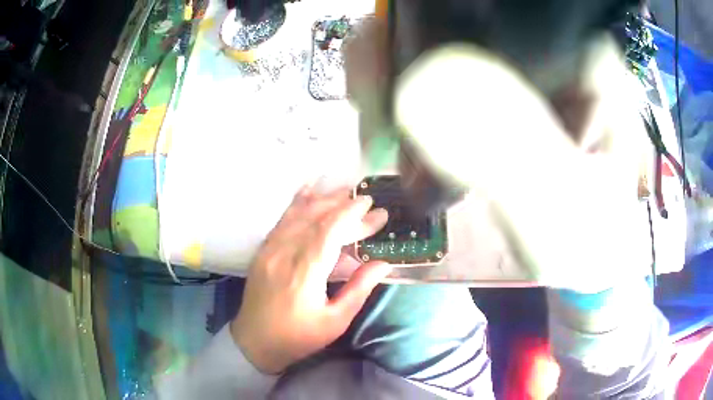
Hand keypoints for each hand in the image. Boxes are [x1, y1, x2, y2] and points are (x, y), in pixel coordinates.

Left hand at [231, 187, 390, 373]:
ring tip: (343, 190)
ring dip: (322, 199)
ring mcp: (269, 250)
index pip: (329, 231)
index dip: (351, 213)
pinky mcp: (263, 250)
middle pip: (315, 218)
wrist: (255, 341)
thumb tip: (383, 263)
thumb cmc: (298, 337)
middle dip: (342, 205)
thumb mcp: (335, 321)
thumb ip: (359, 289)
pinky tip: (308, 189)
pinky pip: (281, 220)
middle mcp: (284, 254)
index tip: (370, 204)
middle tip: (365, 200)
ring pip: (297, 214)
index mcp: (304, 274)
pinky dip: (297, 203)